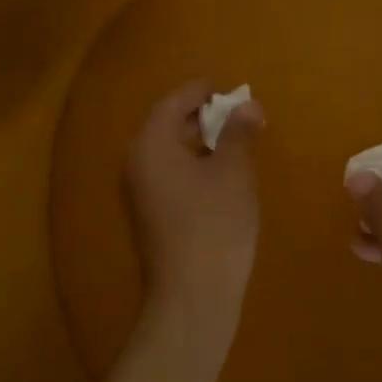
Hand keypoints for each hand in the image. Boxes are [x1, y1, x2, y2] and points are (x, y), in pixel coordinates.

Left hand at [125, 78, 264, 326]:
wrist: (192, 295)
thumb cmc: (215, 224)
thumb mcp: (233, 171)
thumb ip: (238, 132)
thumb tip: (246, 104)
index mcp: (150, 144)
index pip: (173, 102)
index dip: (201, 91)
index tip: (227, 86)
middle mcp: (135, 163)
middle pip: (166, 125)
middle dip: (201, 116)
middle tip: (236, 113)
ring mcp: (138, 193)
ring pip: (167, 152)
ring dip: (197, 142)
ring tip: (233, 142)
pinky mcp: (148, 216)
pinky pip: (168, 175)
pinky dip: (191, 165)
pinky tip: (219, 176)